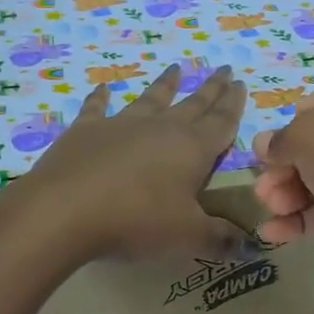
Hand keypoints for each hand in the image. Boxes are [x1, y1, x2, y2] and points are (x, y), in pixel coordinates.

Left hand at [14, 63, 247, 263]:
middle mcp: (161, 128)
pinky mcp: (86, 131)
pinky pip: (97, 108)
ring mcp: (121, 125)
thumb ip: (219, 239)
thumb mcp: (187, 236)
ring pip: (151, 99)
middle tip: (224, 69)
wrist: (65, 210)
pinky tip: (103, 88)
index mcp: (192, 149)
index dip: (234, 104)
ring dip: (165, 85)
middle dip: (211, 88)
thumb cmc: (137, 221)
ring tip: (175, 67)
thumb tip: (248, 246)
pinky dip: (101, 98)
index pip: (221, 122)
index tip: (241, 83)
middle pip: (193, 104)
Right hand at [253, 61, 313, 244]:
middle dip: (287, 166)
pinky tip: (275, 232)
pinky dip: (309, 216)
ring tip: (270, 209)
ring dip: (291, 193)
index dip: (301, 117)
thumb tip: (267, 147)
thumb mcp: (301, 135)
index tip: (280, 140)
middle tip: (263, 186)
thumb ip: (279, 140)